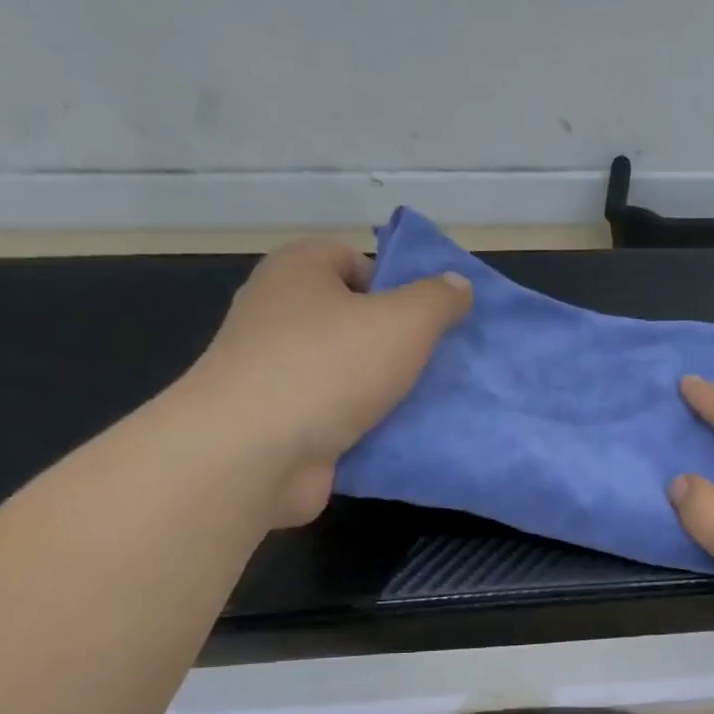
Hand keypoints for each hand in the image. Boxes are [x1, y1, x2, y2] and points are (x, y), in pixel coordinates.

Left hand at [181, 237, 470, 525]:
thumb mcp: (404, 322)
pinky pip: (335, 414)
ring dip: (384, 389)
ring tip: (426, 405)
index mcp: (298, 270)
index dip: (395, 285)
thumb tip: (458, 284)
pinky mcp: (279, 421)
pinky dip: (364, 426)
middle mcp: (278, 313)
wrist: (255, 453)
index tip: (426, 321)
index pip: (353, 260)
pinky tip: (397, 438)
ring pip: (347, 372)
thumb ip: (438, 300)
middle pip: (352, 319)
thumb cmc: (329, 367)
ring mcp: (274, 370)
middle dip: (396, 343)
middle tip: (435, 365)